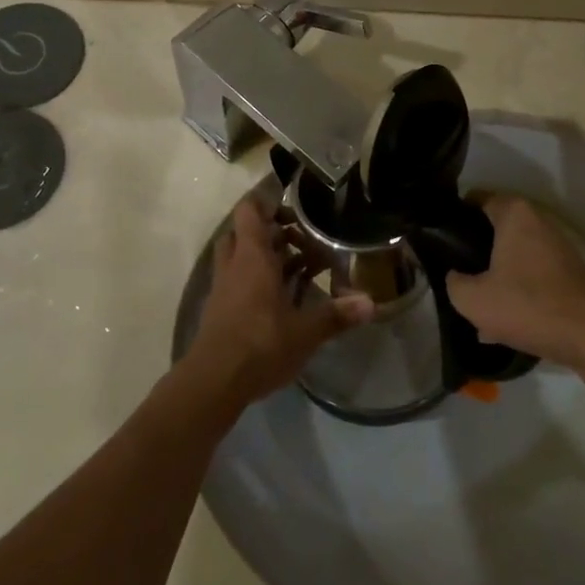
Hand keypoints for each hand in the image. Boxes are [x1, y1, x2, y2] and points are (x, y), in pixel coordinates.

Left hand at [185, 197, 373, 407]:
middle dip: (271, 232)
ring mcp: (224, 287)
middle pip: (245, 232)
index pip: (250, 211)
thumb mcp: (305, 332)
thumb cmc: (260, 344)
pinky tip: (281, 299)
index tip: (293, 209)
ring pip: (240, 256)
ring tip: (298, 268)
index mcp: (253, 257)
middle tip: (300, 241)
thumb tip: (371, 303)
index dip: (267, 203)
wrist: (213, 382)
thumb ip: (336, 315)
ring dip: (265, 257)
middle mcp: (234, 265)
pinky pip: (238, 280)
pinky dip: (257, 280)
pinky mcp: (220, 309)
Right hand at [446, 197, 584, 369]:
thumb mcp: (473, 299)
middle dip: (475, 250)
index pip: (476, 199)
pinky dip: (517, 291)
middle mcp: (538, 220)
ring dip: (496, 275)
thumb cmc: (528, 304)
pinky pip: (532, 276)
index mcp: (514, 213)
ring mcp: (557, 246)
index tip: (440, 238)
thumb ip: (453, 283)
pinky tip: (502, 323)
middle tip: (455, 272)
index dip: (454, 216)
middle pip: (496, 229)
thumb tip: (455, 276)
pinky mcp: (568, 272)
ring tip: (476, 302)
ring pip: (514, 256)